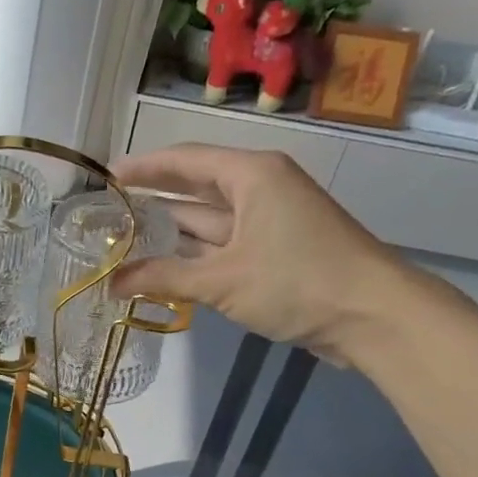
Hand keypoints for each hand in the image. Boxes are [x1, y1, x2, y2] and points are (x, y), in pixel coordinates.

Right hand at [110, 143, 408, 358]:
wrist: (372, 315)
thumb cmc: (297, 281)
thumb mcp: (222, 280)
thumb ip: (162, 278)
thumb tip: (110, 284)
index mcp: (251, 175)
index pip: (185, 160)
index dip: (143, 168)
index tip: (105, 176)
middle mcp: (259, 188)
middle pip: (195, 187)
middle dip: (152, 199)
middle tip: (106, 210)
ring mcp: (268, 221)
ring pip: (208, 220)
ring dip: (169, 232)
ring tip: (121, 239)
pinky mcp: (275, 251)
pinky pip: (222, 245)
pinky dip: (192, 255)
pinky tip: (160, 267)